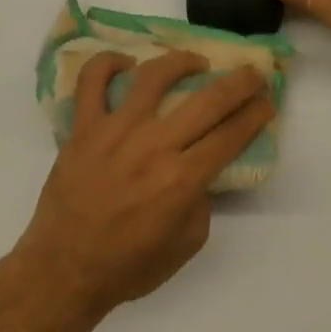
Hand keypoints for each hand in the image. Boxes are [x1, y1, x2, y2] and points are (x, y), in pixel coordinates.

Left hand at [13, 51, 272, 317]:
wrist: (63, 270)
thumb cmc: (128, 265)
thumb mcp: (185, 245)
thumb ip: (201, 202)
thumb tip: (201, 169)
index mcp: (182, 179)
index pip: (231, 135)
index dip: (256, 114)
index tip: (267, 101)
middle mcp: (154, 146)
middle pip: (208, 100)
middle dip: (240, 82)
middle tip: (253, 73)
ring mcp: (115, 131)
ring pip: (154, 76)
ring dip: (181, 61)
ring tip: (195, 61)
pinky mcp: (83, 127)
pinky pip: (92, 82)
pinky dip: (107, 63)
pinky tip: (125, 63)